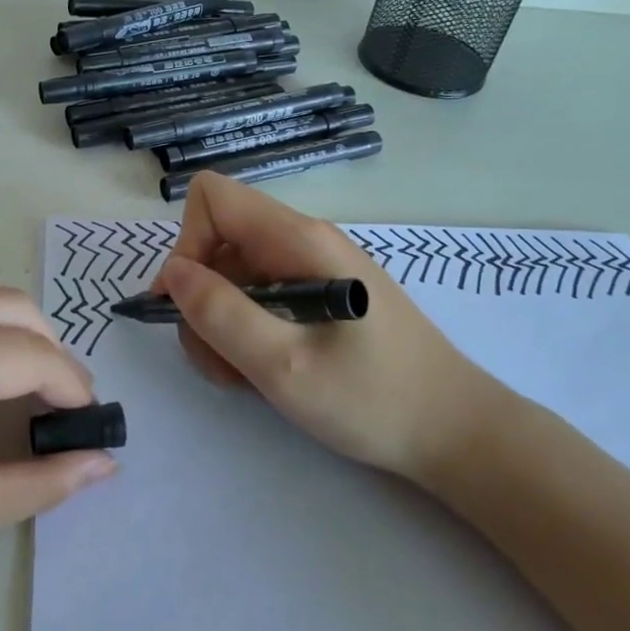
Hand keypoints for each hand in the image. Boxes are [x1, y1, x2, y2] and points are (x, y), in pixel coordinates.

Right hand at [156, 175, 516, 484]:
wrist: (456, 432)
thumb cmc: (374, 399)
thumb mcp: (284, 365)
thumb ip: (221, 314)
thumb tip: (173, 273)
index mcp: (298, 240)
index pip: (212, 198)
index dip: (187, 243)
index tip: (188, 304)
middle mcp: (303, 242)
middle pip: (218, 242)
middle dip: (202, 299)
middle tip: (219, 359)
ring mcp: (313, 269)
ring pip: (234, 276)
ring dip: (221, 324)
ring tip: (244, 375)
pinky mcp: (319, 297)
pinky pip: (261, 298)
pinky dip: (246, 332)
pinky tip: (265, 371)